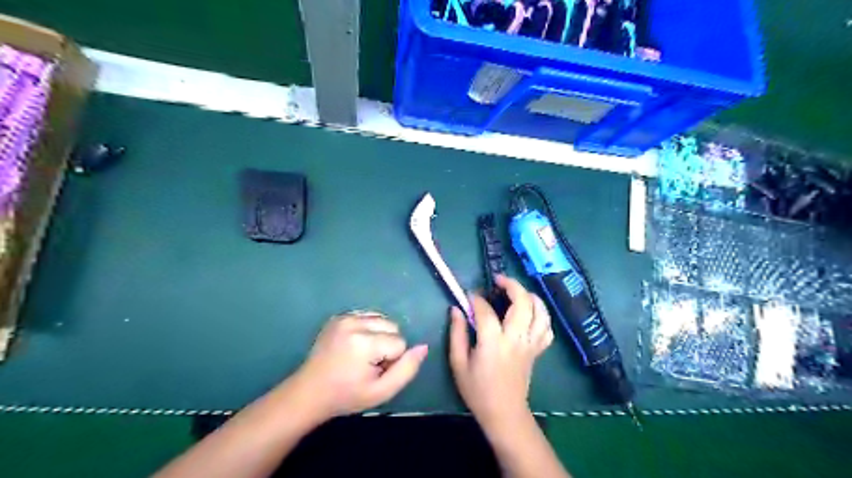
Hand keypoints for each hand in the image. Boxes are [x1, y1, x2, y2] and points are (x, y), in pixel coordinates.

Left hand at [292, 315, 426, 419]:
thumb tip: (424, 346)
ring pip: (382, 319)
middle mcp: (354, 322)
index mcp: (363, 342)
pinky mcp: (338, 316)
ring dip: (379, 335)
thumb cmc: (346, 396)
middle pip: (392, 326)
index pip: (400, 343)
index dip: (392, 360)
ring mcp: (344, 317)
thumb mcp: (381, 392)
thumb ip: (407, 370)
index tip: (374, 373)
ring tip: (361, 355)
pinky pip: (367, 316)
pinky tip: (354, 345)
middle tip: (368, 364)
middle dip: (387, 344)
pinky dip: (368, 328)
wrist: (309, 392)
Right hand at [449, 273, 556, 432]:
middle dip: (511, 285)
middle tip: (498, 280)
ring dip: (530, 296)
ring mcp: (530, 344)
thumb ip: (457, 333)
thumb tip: (456, 309)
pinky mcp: (537, 350)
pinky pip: (547, 328)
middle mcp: (516, 339)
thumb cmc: (477, 390)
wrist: (504, 412)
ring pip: (540, 312)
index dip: (476, 299)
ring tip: (518, 291)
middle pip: (522, 302)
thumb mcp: (458, 363)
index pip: (486, 311)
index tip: (469, 295)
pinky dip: (541, 316)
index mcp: (493, 343)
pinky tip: (531, 313)